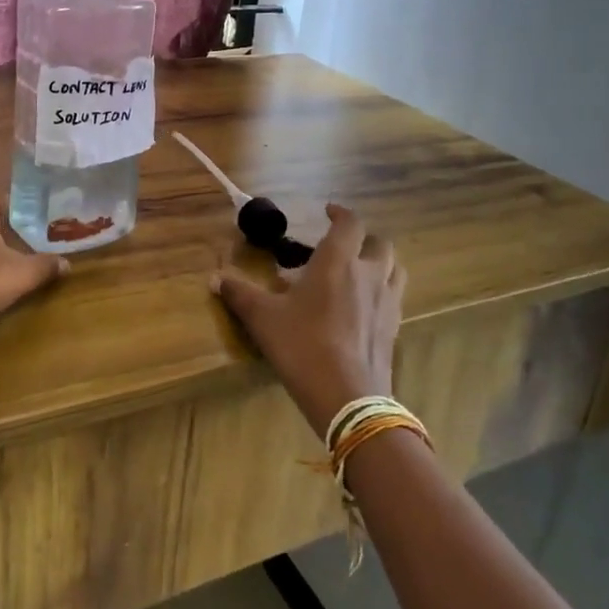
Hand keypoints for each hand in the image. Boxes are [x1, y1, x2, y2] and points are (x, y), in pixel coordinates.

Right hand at [212, 204, 406, 436]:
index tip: (327, 211)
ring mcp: (387, 302)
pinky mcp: (394, 329)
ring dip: (380, 263)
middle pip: (379, 243)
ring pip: (394, 269)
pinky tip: (364, 308)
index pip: (349, 223)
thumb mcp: (263, 319)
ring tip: (360, 272)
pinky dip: (383, 292)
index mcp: (338, 261)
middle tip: (342, 247)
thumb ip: (239, 294)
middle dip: (363, 239)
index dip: (340, 213)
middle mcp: (369, 274)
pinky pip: (394, 298)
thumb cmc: (302, 346)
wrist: (347, 397)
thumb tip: (214, 278)